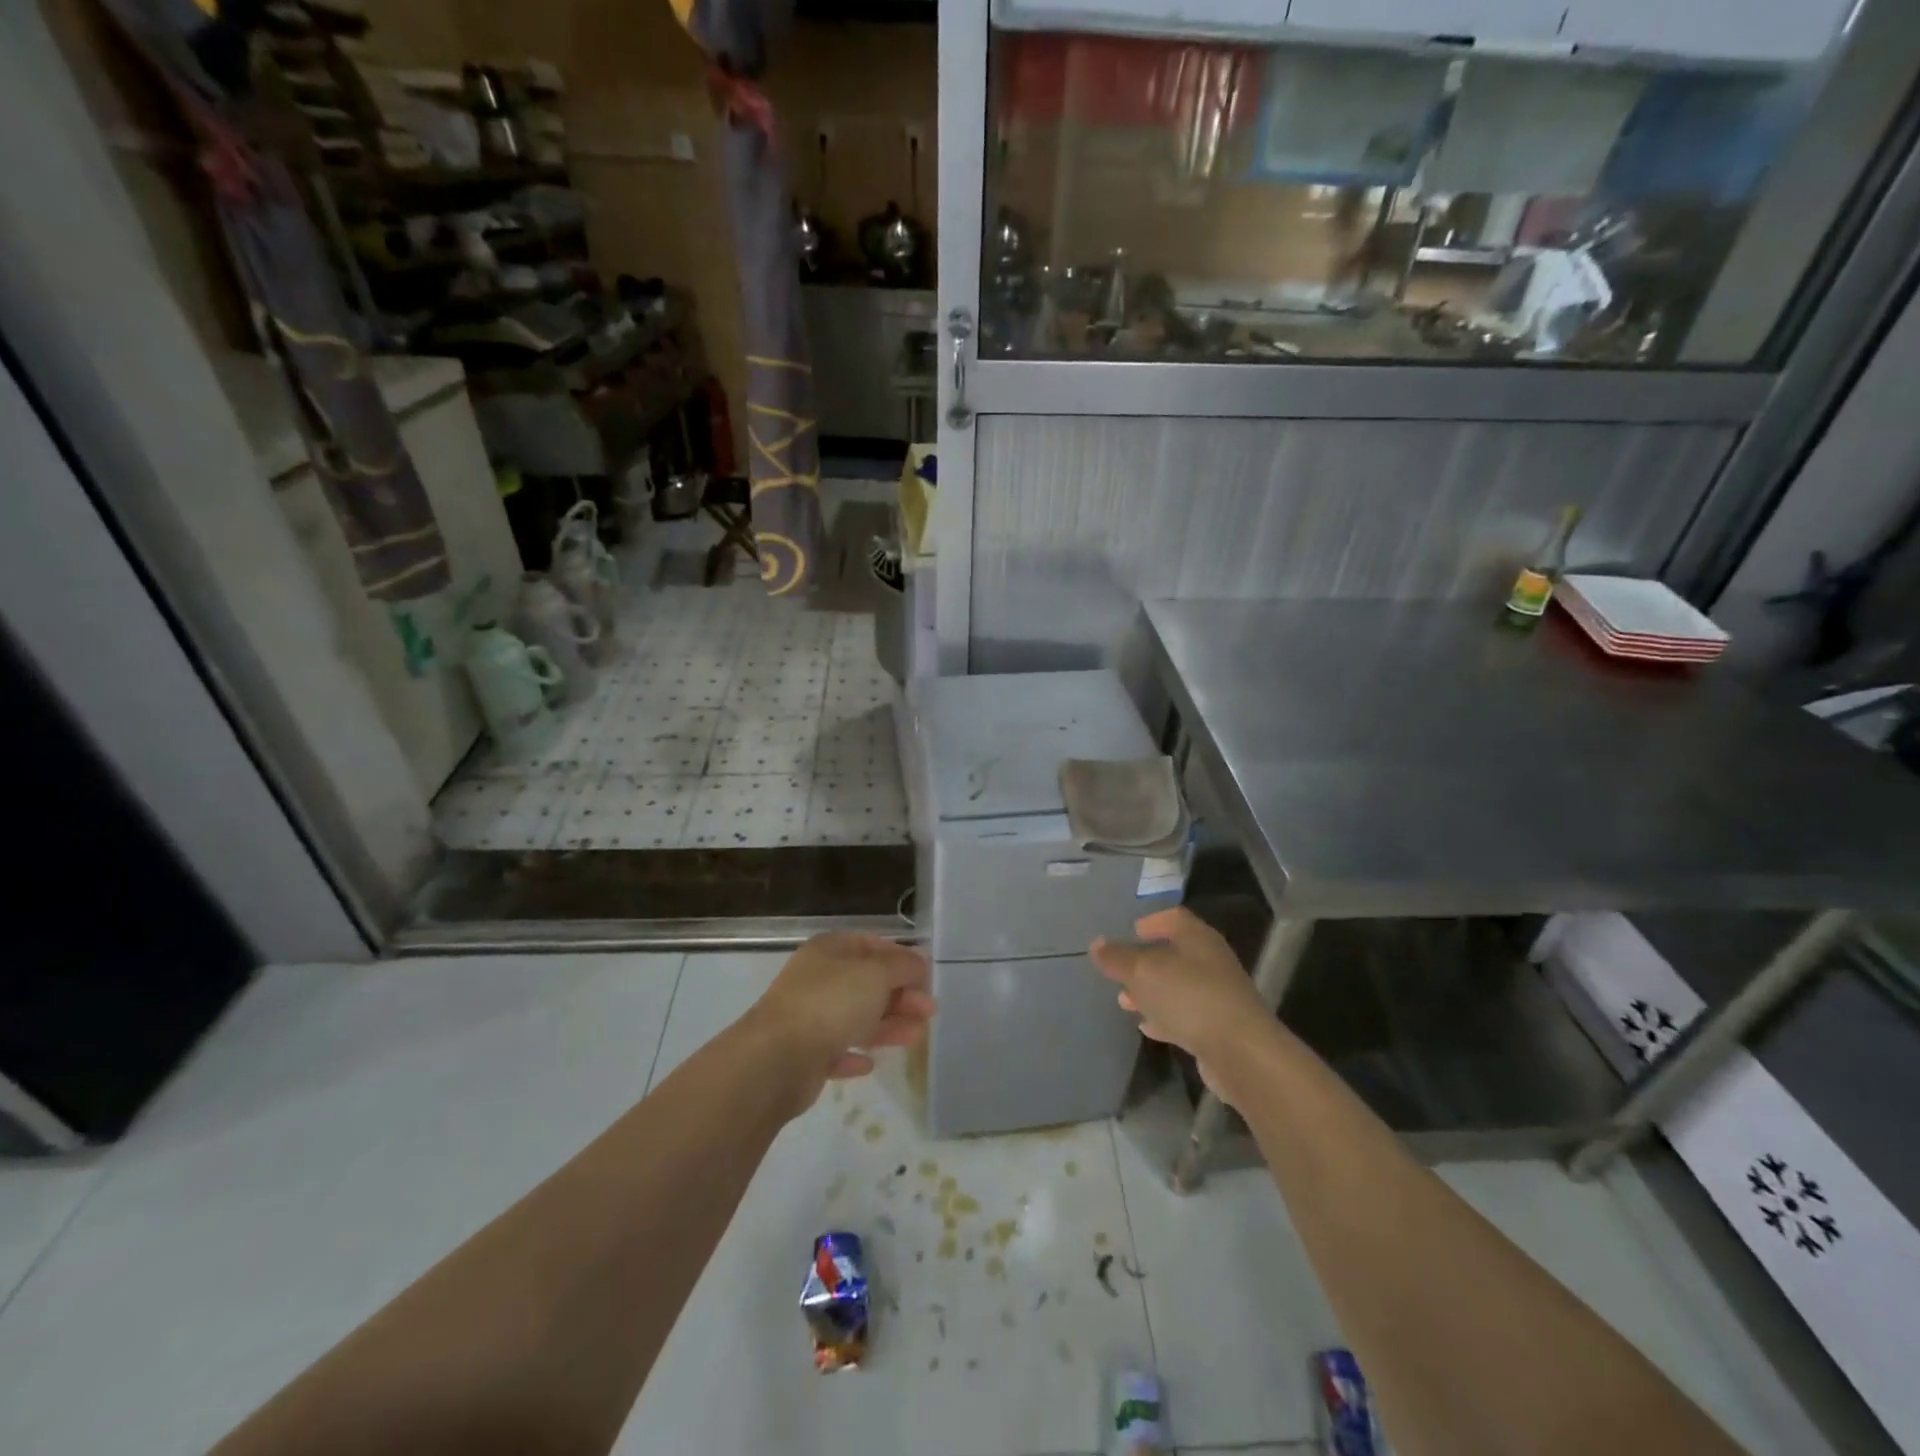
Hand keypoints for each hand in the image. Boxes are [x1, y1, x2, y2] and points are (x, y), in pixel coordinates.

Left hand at [746, 933, 933, 1110]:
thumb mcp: (876, 974)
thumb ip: (902, 965)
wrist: (778, 1059)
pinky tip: (870, 1063)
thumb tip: (919, 960)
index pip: (869, 944)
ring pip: (855, 1017)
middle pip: (866, 983)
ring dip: (887, 1025)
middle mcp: (817, 979)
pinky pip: (836, 1050)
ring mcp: (808, 1017)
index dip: (899, 957)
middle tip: (930, 1010)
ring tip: (916, 1036)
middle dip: (900, 995)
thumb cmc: (831, 1003)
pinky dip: (855, 1053)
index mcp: (829, 951)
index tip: (925, 974)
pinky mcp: (804, 1055)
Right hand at [1090, 908, 1270, 1102]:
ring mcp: (1218, 995)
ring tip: (1125, 1001)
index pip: (1174, 918)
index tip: (1131, 931)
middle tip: (1120, 971)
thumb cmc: (1189, 997)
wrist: (1240, 1052)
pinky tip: (1148, 1027)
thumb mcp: (1142, 972)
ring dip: (1152, 992)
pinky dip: (1165, 1017)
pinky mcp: (1219, 1028)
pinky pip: (1186, 1015)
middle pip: (1175, 954)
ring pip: (1178, 986)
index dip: (1152, 921)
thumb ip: (1117, 958)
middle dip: (1145, 962)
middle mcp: (1211, 961)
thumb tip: (1097, 944)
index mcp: (1197, 938)